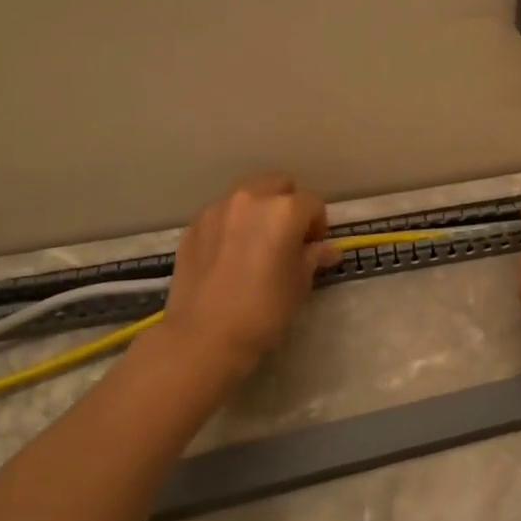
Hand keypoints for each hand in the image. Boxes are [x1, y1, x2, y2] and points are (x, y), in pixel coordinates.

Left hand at [163, 175, 338, 373]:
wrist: (204, 335)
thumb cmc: (263, 310)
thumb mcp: (299, 285)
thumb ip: (313, 257)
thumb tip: (327, 249)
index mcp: (284, 210)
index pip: (313, 203)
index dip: (318, 225)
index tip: (314, 247)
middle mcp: (250, 199)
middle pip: (278, 185)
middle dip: (288, 205)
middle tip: (288, 238)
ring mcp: (217, 210)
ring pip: (247, 196)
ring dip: (258, 211)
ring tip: (257, 244)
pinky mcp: (194, 226)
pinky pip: (222, 215)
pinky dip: (232, 225)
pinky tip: (230, 255)